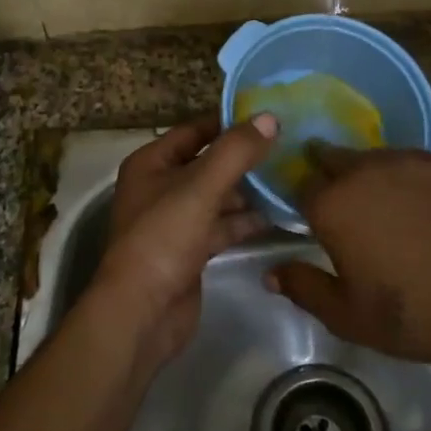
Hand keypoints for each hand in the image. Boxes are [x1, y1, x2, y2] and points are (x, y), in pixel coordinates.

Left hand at [91, 113, 277, 364]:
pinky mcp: (189, 251)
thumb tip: (269, 117)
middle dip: (243, 158)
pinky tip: (276, 215)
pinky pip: (221, 226)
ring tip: (288, 178)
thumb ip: (235, 152)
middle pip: (207, 163)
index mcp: (151, 163)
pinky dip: (244, 221)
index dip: (228, 122)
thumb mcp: (200, 187)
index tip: (267, 117)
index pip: (194, 130)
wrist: (142, 313)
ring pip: (216, 196)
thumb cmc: (163, 238)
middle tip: (287, 148)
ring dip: (247, 191)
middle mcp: (160, 187)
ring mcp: (174, 221)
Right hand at [266, 145, 430, 375]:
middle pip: (333, 158)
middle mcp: (364, 171)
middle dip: (330, 175)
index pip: (301, 185)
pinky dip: (407, 176)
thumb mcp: (346, 316)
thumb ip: (303, 287)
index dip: (304, 200)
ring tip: (383, 203)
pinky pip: (412, 161)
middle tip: (344, 205)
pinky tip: (420, 203)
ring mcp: (407, 161)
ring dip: (368, 174)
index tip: (312, 216)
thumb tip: (270, 272)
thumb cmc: (410, 317)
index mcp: (333, 205)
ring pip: (373, 156)